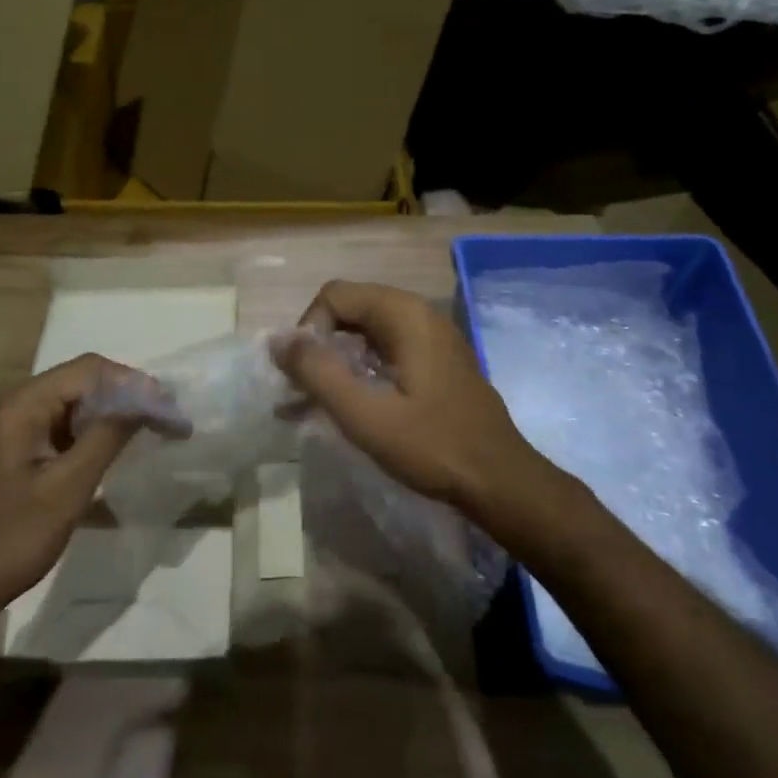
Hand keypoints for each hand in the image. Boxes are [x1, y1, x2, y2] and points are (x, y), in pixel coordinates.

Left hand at [0, 354, 147, 627]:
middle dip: (128, 396)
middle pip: (84, 381)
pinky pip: (67, 428)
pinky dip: (97, 433)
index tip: (169, 408)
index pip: (89, 370)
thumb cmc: (9, 538)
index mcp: (23, 405)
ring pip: (78, 405)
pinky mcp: (24, 451)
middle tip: (168, 419)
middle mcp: (20, 406)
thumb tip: (147, 401)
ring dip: (115, 414)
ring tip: (155, 431)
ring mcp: (20, 429)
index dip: (133, 382)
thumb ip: (107, 438)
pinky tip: (122, 449)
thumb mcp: (66, 488)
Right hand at [271, 281, 543, 518]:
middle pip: (350, 310)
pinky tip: (349, 405)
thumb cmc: (432, 445)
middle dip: (320, 346)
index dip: (309, 330)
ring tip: (314, 403)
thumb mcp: (364, 414)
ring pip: (366, 332)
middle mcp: (419, 314)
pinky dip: (361, 370)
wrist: (500, 482)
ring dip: (337, 361)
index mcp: (404, 314)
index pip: (335, 295)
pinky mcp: (437, 361)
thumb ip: (317, 372)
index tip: (305, 376)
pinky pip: (387, 350)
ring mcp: (432, 337)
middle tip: (303, 390)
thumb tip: (277, 340)